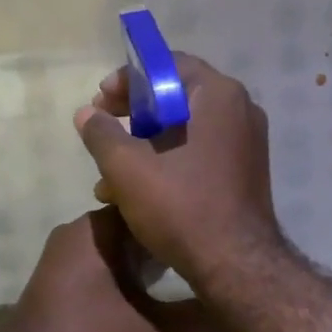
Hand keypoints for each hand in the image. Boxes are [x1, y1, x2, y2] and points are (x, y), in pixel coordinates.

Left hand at [0, 209, 218, 331]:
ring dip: (146, 258)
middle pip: (135, 223)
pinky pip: (100, 261)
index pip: (152, 204)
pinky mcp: (55, 279)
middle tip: (207, 253)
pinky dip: (124, 271)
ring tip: (185, 272)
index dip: (184, 217)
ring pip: (117, 245)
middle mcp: (78, 230)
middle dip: (168, 239)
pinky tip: (148, 292)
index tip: (214, 230)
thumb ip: (200, 317)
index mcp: (99, 228)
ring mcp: (62, 254)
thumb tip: (242, 308)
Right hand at [73, 53, 282, 283]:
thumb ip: (102, 134)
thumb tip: (86, 113)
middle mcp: (240, 110)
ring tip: (108, 170)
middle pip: (178, 95)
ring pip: (186, 127)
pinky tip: (134, 190)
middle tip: (103, 124)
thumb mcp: (129, 169)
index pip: (170, 65)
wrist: (237, 266)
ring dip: (145, 142)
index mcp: (220, 96)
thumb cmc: (183, 206)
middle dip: (134, 112)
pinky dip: (168, 159)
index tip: (102, 99)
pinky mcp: (244, 169)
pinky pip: (200, 149)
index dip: (130, 78)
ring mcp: (246, 141)